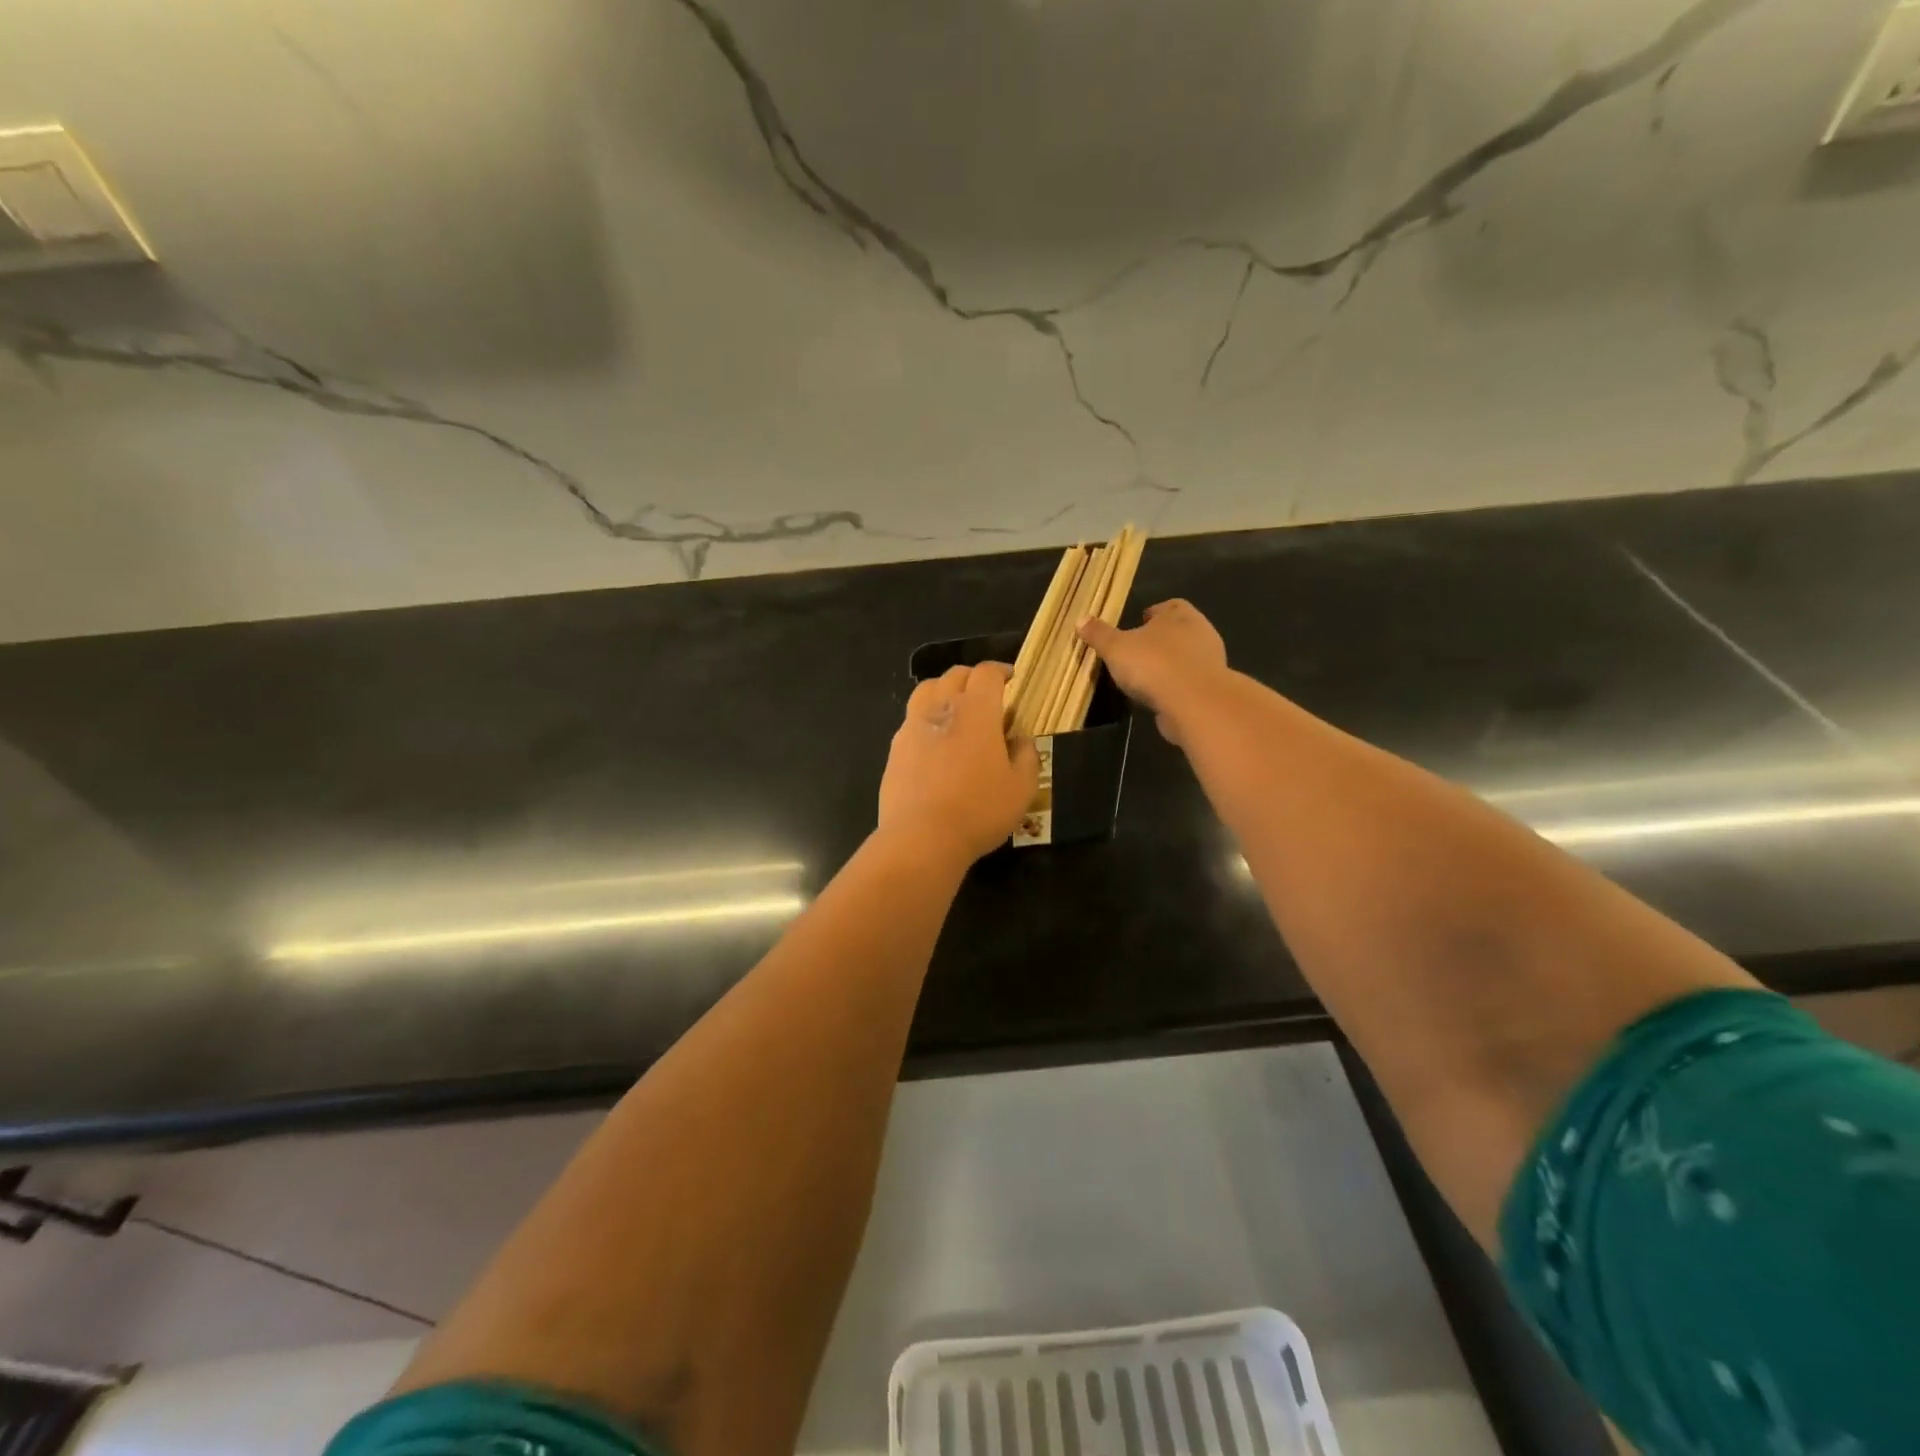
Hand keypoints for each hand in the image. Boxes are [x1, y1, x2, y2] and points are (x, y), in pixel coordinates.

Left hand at [879, 663, 1040, 863]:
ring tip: (956, 710)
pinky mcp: (895, 749)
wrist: (922, 837)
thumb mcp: (1021, 788)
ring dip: (944, 691)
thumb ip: (1026, 756)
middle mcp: (941, 708)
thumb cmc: (980, 809)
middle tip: (986, 694)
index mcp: (976, 710)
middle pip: (955, 675)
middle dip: (973, 678)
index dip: (1000, 671)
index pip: (986, 673)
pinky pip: (912, 720)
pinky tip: (935, 741)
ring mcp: (912, 727)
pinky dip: (926, 719)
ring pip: (926, 690)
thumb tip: (1021, 740)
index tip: (1010, 679)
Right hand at [1076, 599, 1229, 744]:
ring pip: (1186, 657)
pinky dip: (1176, 686)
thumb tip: (1080, 619)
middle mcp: (1200, 632)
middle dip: (1160, 640)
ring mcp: (1209, 661)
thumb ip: (1099, 634)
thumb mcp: (1116, 648)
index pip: (1169, 606)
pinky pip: (1189, 681)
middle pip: (1179, 630)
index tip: (1137, 625)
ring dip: (1168, 664)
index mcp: (1179, 615)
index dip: (1153, 614)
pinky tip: (1159, 696)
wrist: (1194, 703)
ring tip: (1145, 677)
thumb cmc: (1153, 665)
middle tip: (1138, 651)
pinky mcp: (1211, 688)